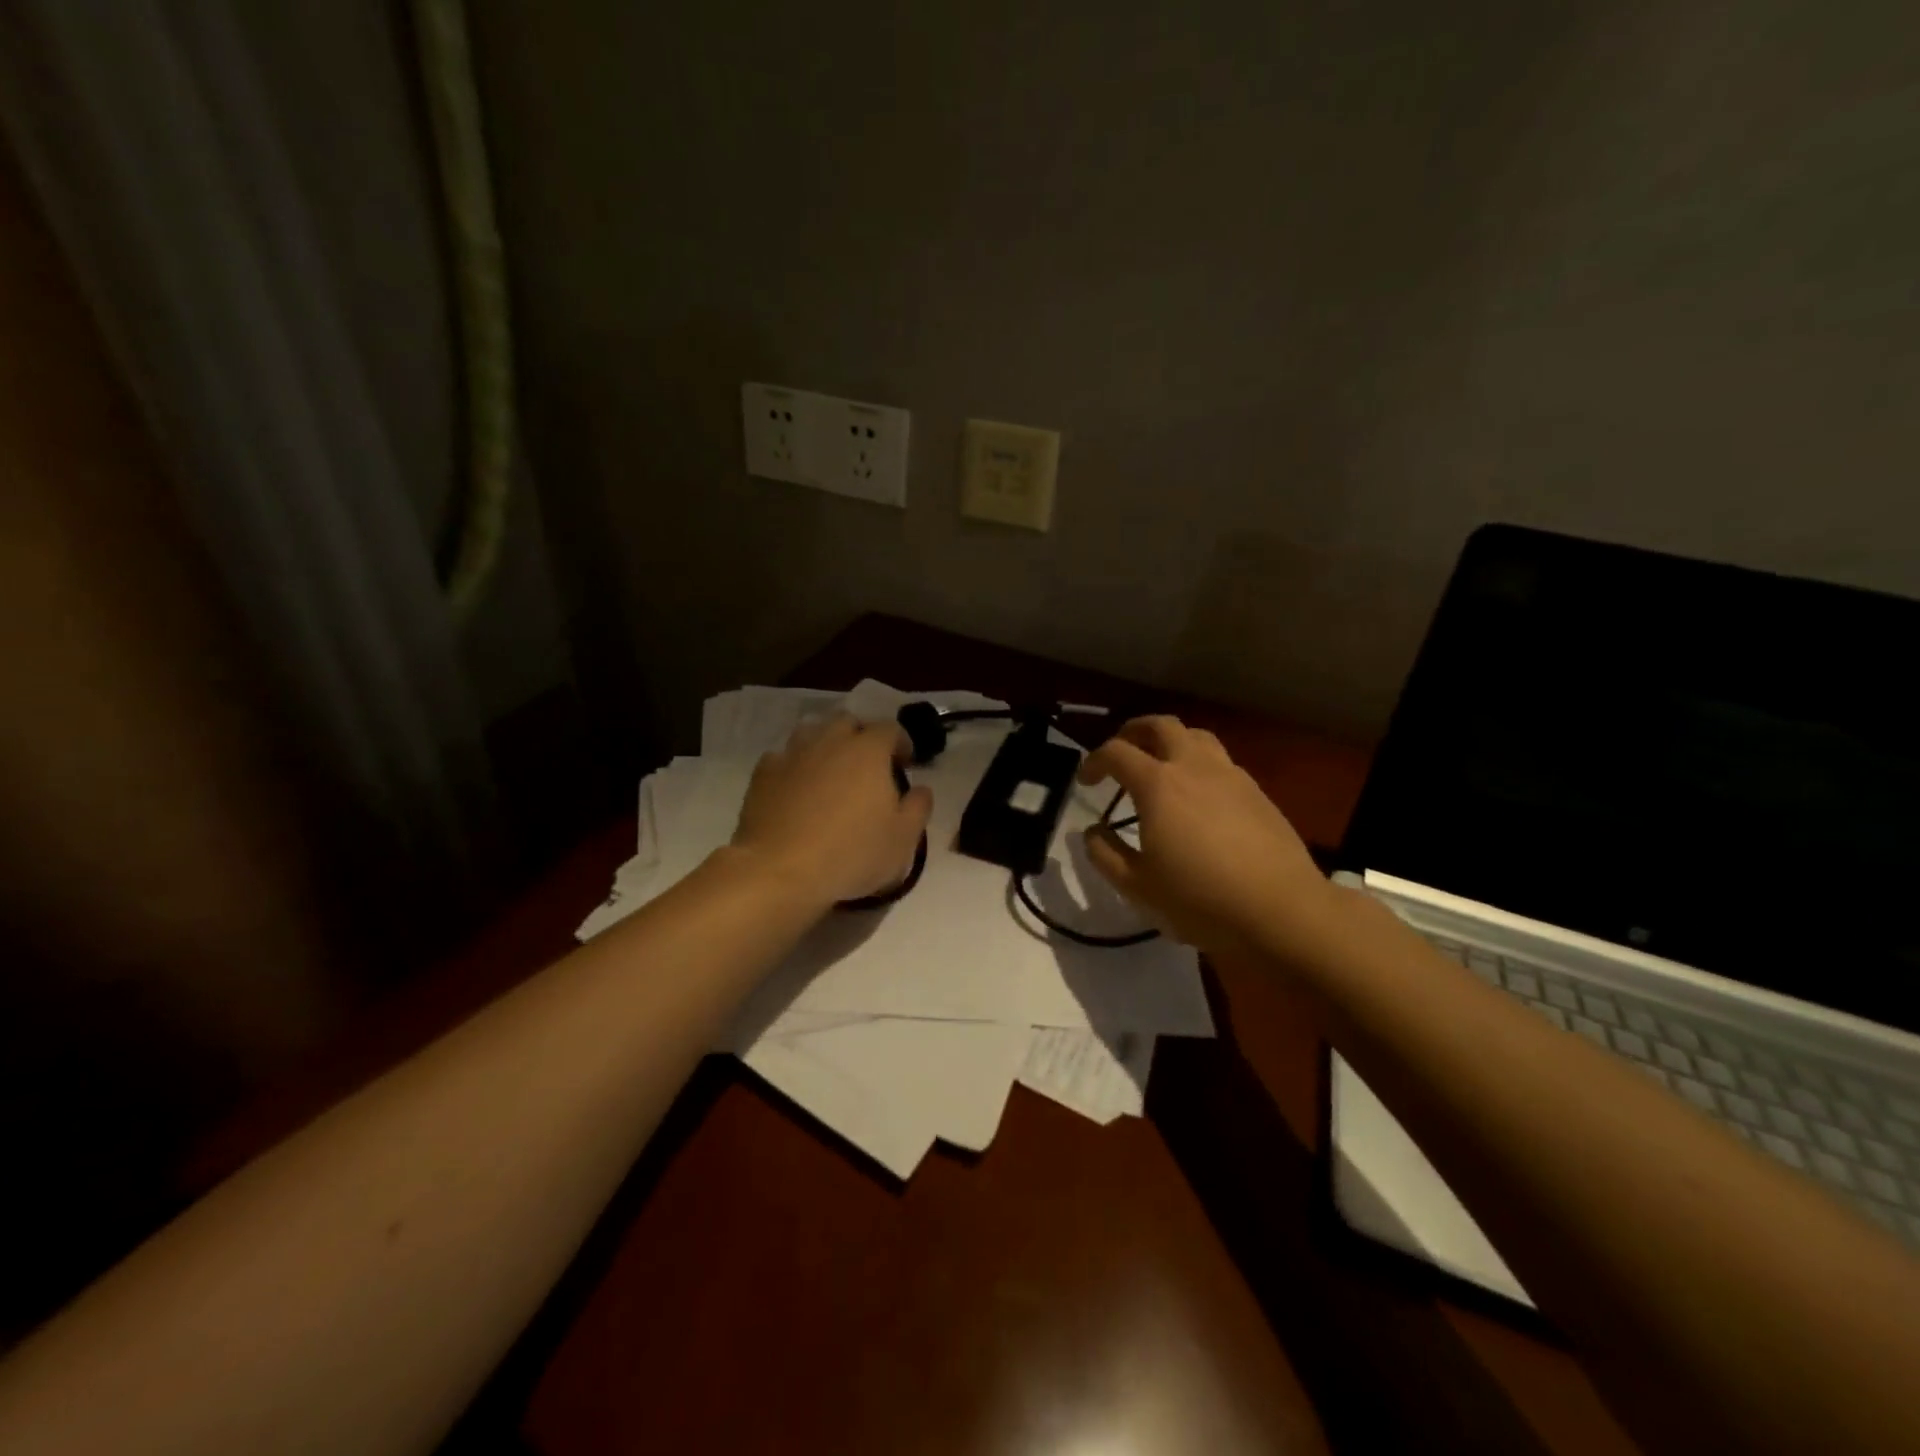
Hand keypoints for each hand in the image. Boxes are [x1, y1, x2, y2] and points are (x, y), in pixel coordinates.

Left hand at [730, 714, 932, 909]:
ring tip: (830, 772)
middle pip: (848, 721)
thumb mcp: (903, 840)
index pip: (890, 729)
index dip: (901, 742)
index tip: (905, 764)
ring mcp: (792, 754)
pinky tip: (795, 788)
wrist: (780, 870)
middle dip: (860, 736)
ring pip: (811, 732)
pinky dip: (793, 766)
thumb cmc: (851, 853)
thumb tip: (922, 789)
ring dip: (825, 745)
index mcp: (868, 751)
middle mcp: (830, 741)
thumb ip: (918, 808)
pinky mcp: (763, 774)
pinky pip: (782, 757)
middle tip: (867, 766)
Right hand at [1078, 716, 1332, 955]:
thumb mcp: (1137, 886)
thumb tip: (1093, 832)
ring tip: (1160, 765)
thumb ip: (1106, 854)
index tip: (1086, 780)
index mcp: (1158, 785)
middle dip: (1133, 731)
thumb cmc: (1200, 899)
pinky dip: (1199, 764)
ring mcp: (1230, 776)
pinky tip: (1199, 796)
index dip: (1094, 761)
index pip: (1116, 752)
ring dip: (1170, 741)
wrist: (1281, 910)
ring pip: (1196, 736)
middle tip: (1121, 750)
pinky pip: (1221, 761)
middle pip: (1160, 725)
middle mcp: (1193, 767)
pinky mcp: (1257, 792)